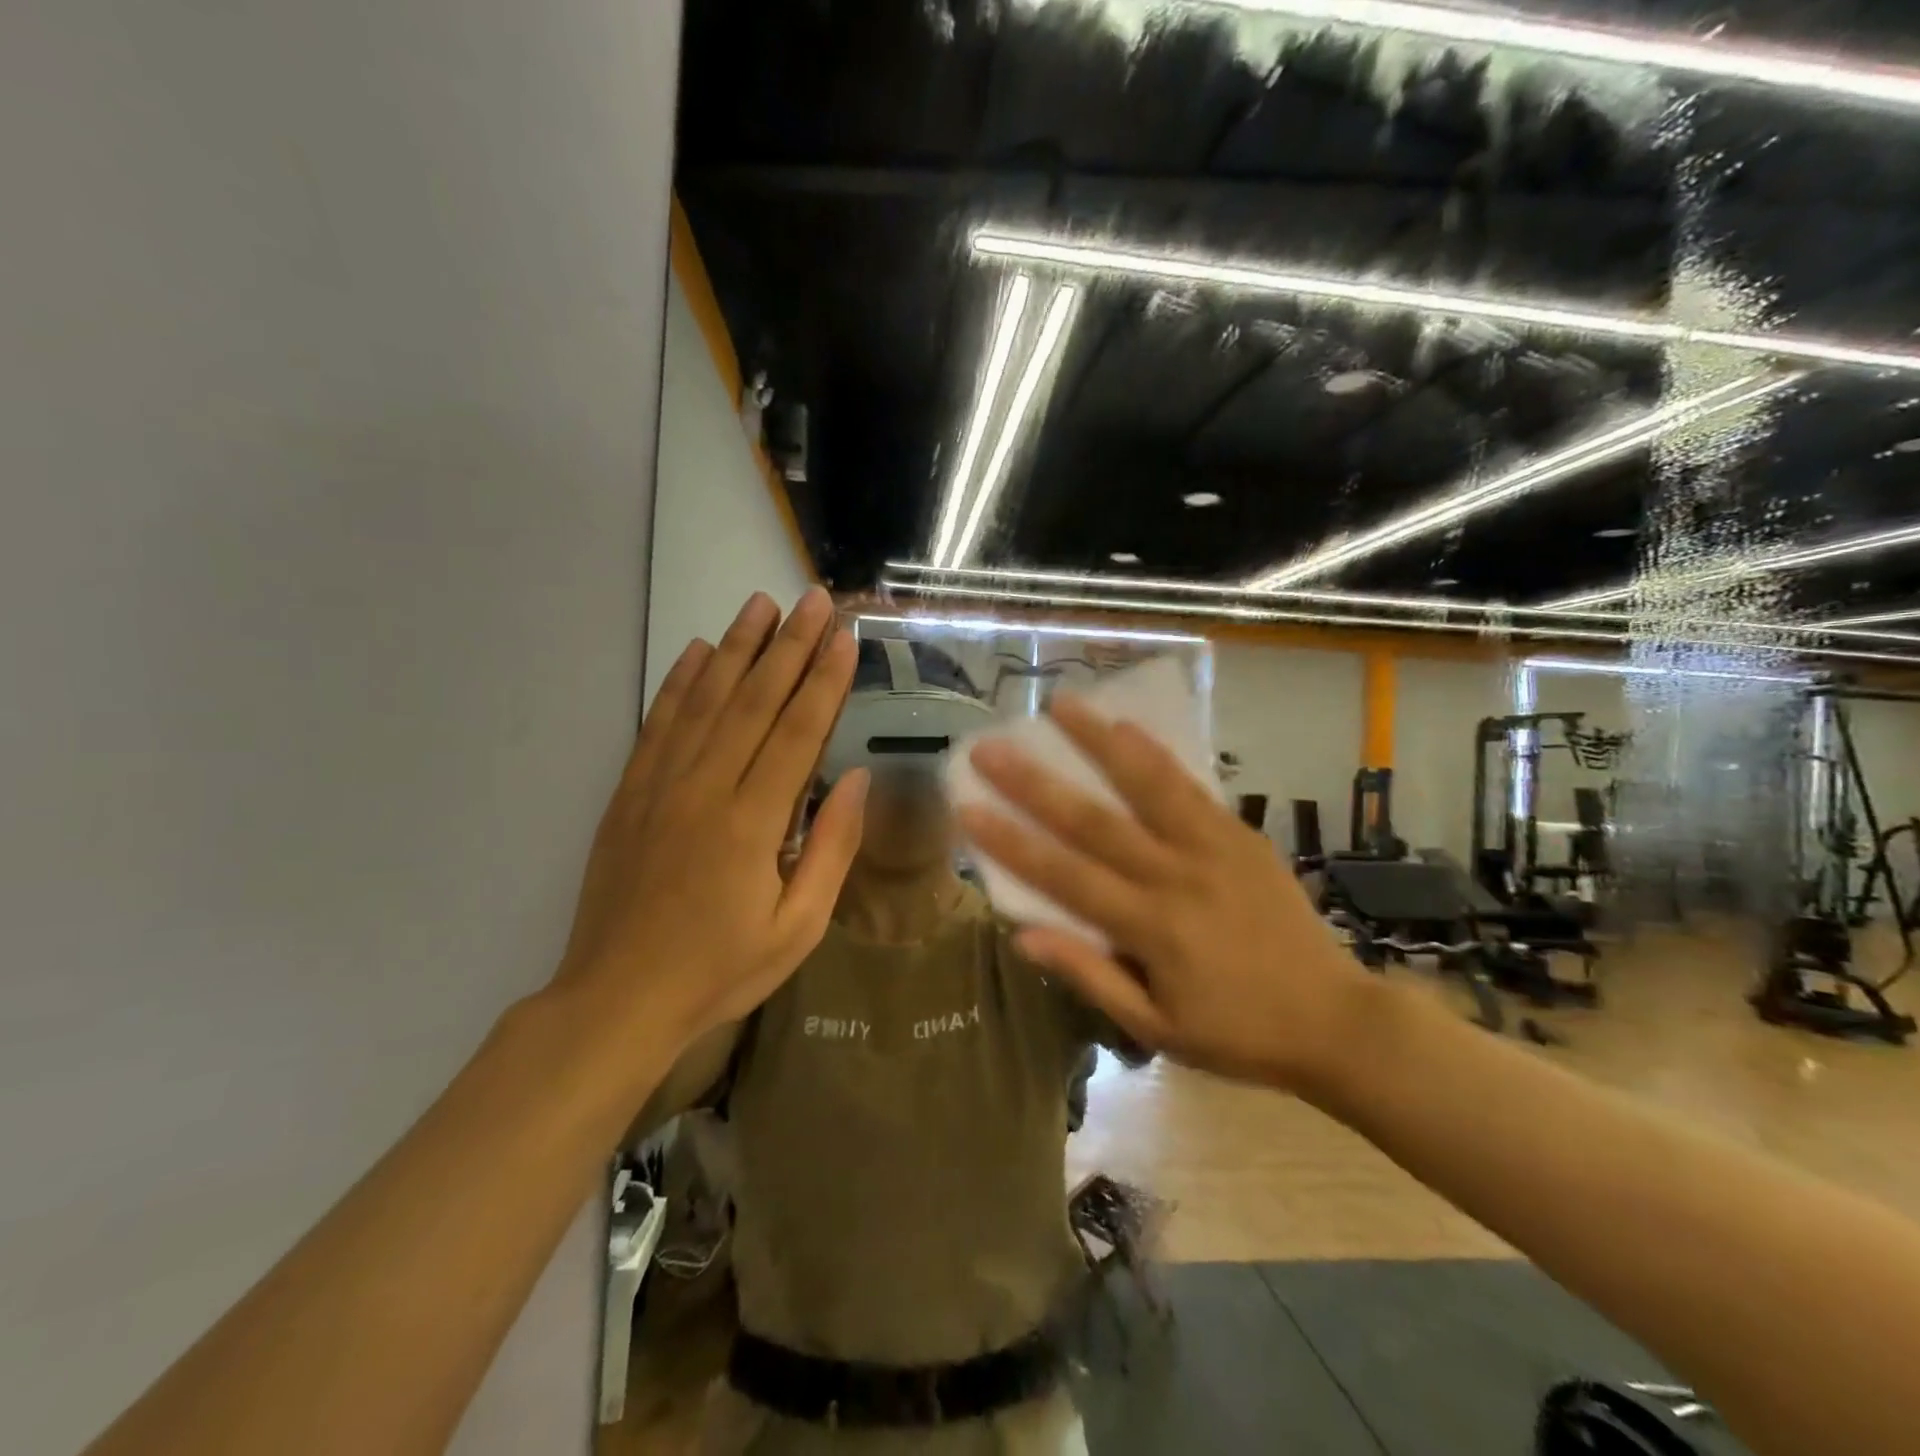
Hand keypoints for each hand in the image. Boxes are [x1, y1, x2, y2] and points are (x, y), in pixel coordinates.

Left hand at [553, 588, 865, 1059]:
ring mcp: (660, 786)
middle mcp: (705, 788)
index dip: (825, 681)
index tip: (845, 638)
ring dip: (736, 648)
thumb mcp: (797, 928)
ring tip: (760, 604)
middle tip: (814, 600)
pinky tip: (696, 651)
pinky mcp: (630, 793)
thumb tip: (858, 779)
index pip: (798, 732)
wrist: (617, 999)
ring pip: (705, 700)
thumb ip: (831, 849)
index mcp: (751, 822)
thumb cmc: (720, 970)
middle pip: (754, 701)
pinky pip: (658, 724)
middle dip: (789, 645)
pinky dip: (679, 683)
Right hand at [957, 694, 1364, 1093]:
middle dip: (1035, 781)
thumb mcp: (1156, 1028)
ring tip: (1061, 704)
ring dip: (1099, 741)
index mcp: (1151, 928)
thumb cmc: (1236, 1032)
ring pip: (1147, 785)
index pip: (1065, 876)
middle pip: (1094, 821)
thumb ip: (1091, 976)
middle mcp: (1176, 876)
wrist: (1335, 1019)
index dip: (1011, 841)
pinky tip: (1128, 726)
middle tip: (991, 745)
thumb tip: (1023, 935)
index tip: (968, 806)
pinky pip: (1191, 787)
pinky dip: (1156, 754)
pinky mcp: (1240, 835)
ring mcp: (1213, 848)